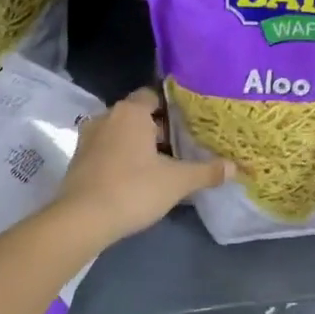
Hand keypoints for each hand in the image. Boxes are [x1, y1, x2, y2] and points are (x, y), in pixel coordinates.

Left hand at [56, 87, 230, 247]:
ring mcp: (88, 138)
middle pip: (137, 115)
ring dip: (138, 145)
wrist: (82, 219)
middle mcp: (107, 117)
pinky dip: (122, 158)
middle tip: (182, 145)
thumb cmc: (133, 189)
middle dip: (158, 128)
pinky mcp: (78, 160)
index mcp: (130, 112)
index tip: (190, 121)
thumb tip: (236, 168)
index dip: (172, 106)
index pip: (153, 95)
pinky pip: (107, 150)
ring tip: (163, 163)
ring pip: (121, 134)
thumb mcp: (177, 182)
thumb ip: (206, 171)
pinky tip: (137, 177)